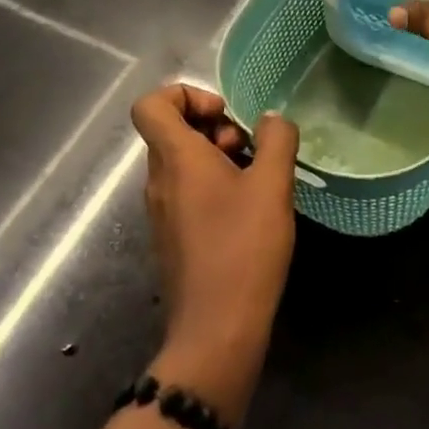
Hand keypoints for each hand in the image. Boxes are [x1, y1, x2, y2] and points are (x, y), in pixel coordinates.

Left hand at [131, 85, 298, 424]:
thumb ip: (277, 139)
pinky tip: (248, 209)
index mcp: (175, 159)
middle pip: (172, 130)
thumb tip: (271, 120)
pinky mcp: (173, 237)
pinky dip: (214, 185)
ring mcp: (162, 212)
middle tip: (248, 148)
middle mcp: (159, 181)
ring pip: (182, 161)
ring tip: (255, 177)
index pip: (151, 105)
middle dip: (213, 126)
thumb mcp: (273, 185)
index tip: (223, 115)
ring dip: (218, 156)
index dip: (185, 95)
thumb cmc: (243, 249)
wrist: (216, 333)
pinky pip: (186, 191)